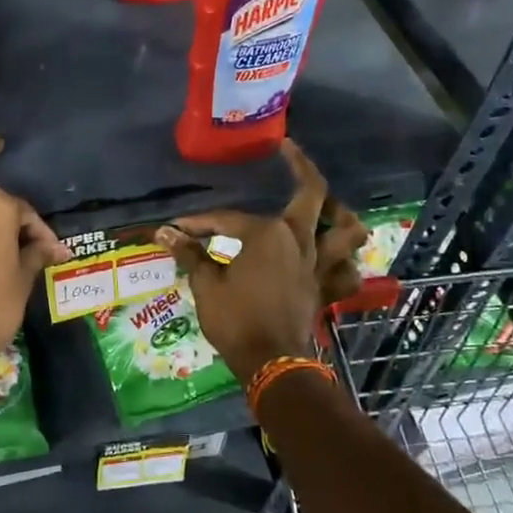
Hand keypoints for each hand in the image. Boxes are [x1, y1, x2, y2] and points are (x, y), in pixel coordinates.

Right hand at [154, 141, 360, 382]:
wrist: (271, 362)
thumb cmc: (235, 320)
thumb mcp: (206, 285)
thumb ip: (190, 254)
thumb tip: (163, 233)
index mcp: (267, 234)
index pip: (228, 219)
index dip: (200, 223)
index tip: (177, 228)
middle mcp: (300, 239)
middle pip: (313, 194)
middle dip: (301, 166)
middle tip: (288, 150)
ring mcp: (319, 264)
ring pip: (348, 230)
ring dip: (341, 215)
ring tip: (328, 208)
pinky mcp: (327, 288)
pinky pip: (348, 272)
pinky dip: (346, 264)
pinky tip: (334, 261)